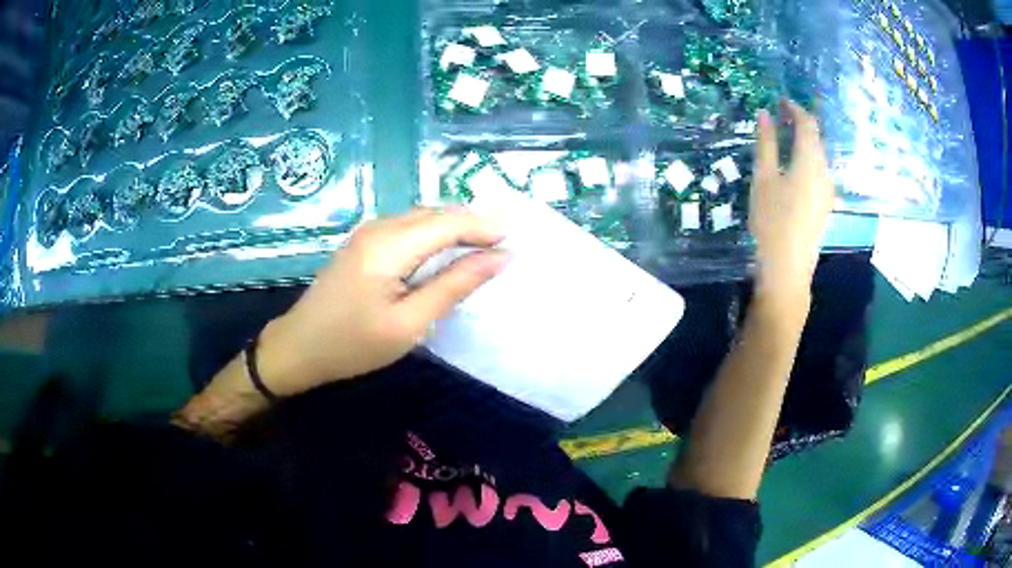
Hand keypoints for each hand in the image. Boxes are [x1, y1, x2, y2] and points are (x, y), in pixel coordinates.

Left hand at [257, 208, 507, 396]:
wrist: (299, 347)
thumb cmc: (353, 344)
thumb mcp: (409, 323)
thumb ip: (453, 286)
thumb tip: (498, 258)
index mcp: (389, 245)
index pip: (449, 223)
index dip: (486, 228)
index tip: (518, 240)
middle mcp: (379, 227)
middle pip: (437, 213)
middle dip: (474, 223)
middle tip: (507, 242)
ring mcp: (369, 231)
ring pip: (423, 217)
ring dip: (456, 227)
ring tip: (486, 246)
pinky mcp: (365, 241)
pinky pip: (409, 227)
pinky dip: (436, 234)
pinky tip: (448, 250)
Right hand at [749, 100, 833, 303]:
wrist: (787, 268)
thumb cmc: (772, 219)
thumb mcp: (764, 177)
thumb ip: (766, 143)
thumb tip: (764, 114)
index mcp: (810, 161)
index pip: (808, 124)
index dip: (795, 109)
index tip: (780, 101)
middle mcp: (824, 172)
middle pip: (816, 139)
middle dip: (801, 124)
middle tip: (780, 118)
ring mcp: (827, 190)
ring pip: (818, 156)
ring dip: (804, 143)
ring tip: (785, 140)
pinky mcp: (825, 205)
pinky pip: (819, 172)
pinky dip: (807, 160)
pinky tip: (794, 167)